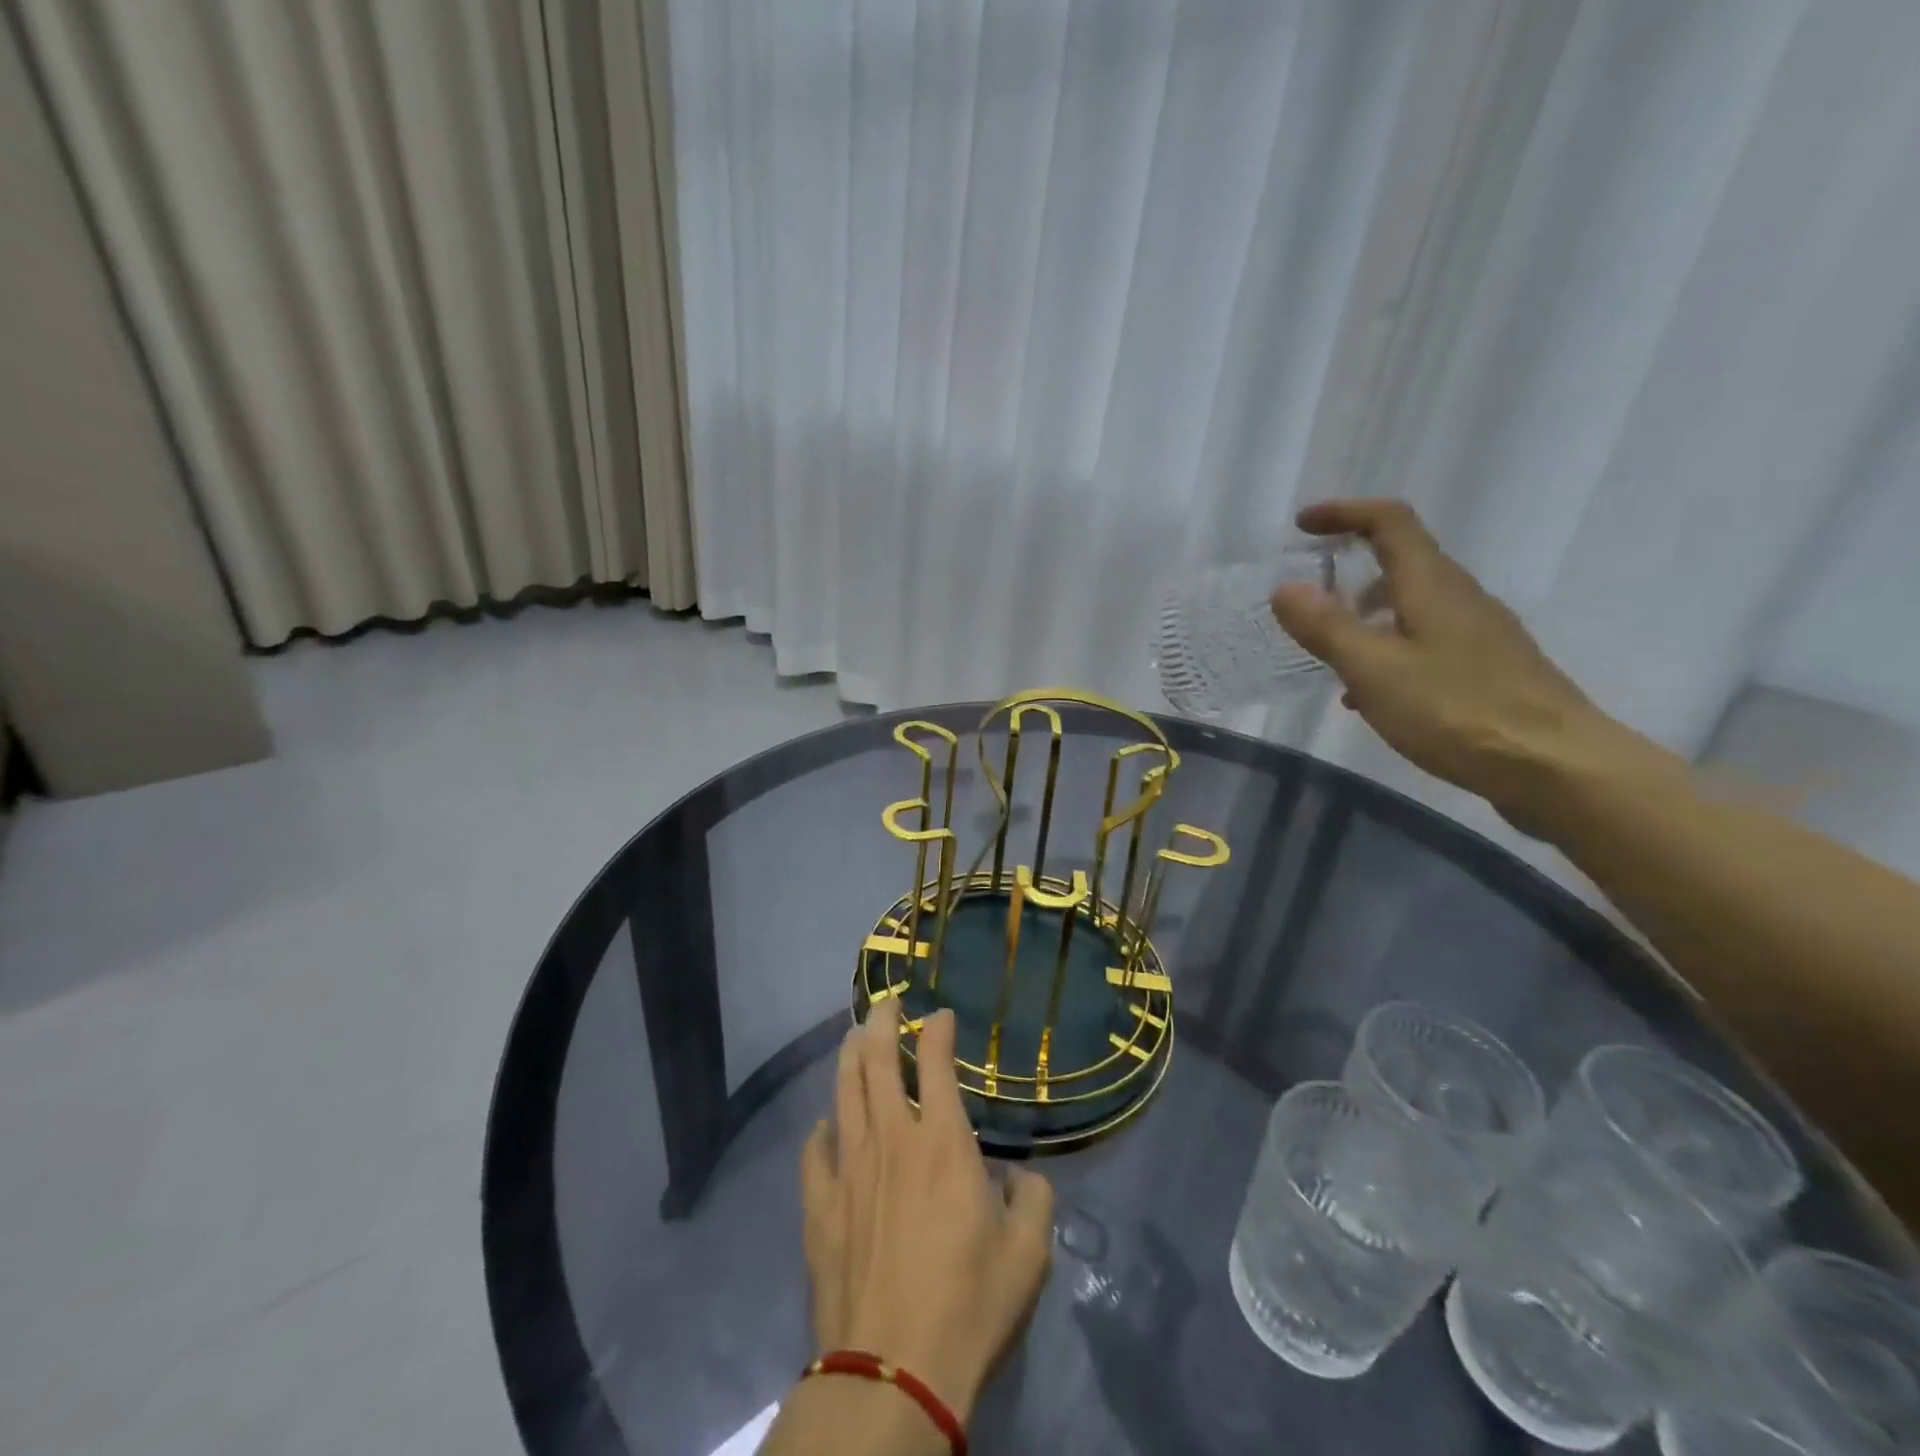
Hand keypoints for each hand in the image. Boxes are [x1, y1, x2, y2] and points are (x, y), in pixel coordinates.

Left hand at [800, 998, 1053, 1426]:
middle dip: (883, 1021)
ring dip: (850, 1055)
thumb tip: (1023, 1178)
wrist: (892, 1373)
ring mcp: (848, 1169)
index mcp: (941, 1141)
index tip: (942, 1015)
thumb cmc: (967, 1306)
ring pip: (843, 1091)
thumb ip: (1033, 1200)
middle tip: (889, 1002)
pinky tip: (827, 1124)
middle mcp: (891, 1139)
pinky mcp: (820, 1205)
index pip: (936, 1061)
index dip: (938, 1029)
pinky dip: (823, 1128)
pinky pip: (815, 1150)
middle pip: (877, 1060)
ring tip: (856, 1036)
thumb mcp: (1028, 1256)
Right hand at [1270, 499, 1666, 825]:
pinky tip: (1369, 696)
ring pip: (1412, 606)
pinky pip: (1425, 642)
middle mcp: (1459, 597)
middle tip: (1307, 596)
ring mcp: (1479, 633)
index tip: (1302, 525)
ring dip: (1366, 615)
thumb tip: (1285, 588)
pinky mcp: (1487, 668)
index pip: (1389, 522)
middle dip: (1349, 567)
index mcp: (1432, 585)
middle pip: (1402, 561)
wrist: (1555, 766)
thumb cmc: (1458, 711)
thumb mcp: (1375, 669)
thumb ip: (1327, 628)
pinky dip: (1388, 650)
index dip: (1344, 513)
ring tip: (1329, 653)